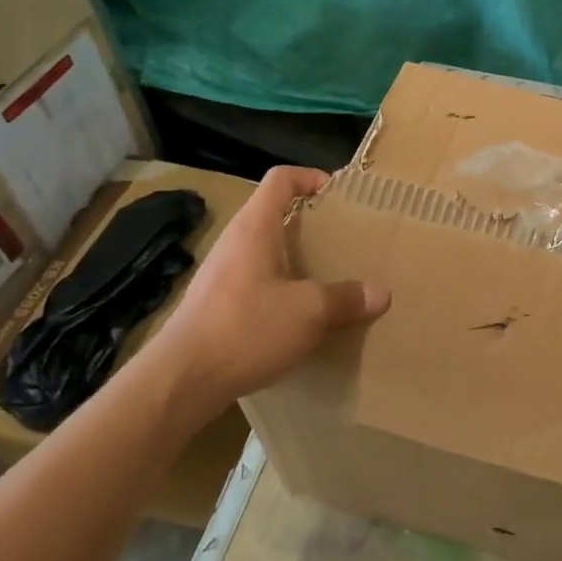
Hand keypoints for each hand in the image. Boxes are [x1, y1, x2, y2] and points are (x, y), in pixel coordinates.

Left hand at [140, 166, 389, 423]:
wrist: (179, 383)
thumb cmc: (246, 328)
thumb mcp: (309, 312)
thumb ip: (346, 298)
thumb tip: (381, 293)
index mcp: (255, 228)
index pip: (281, 179)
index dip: (311, 177)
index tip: (340, 195)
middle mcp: (235, 243)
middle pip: (274, 215)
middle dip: (311, 224)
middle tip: (343, 240)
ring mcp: (221, 275)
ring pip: (266, 252)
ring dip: (296, 260)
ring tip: (328, 279)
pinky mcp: (215, 306)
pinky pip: (256, 283)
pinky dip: (281, 290)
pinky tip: (299, 316)